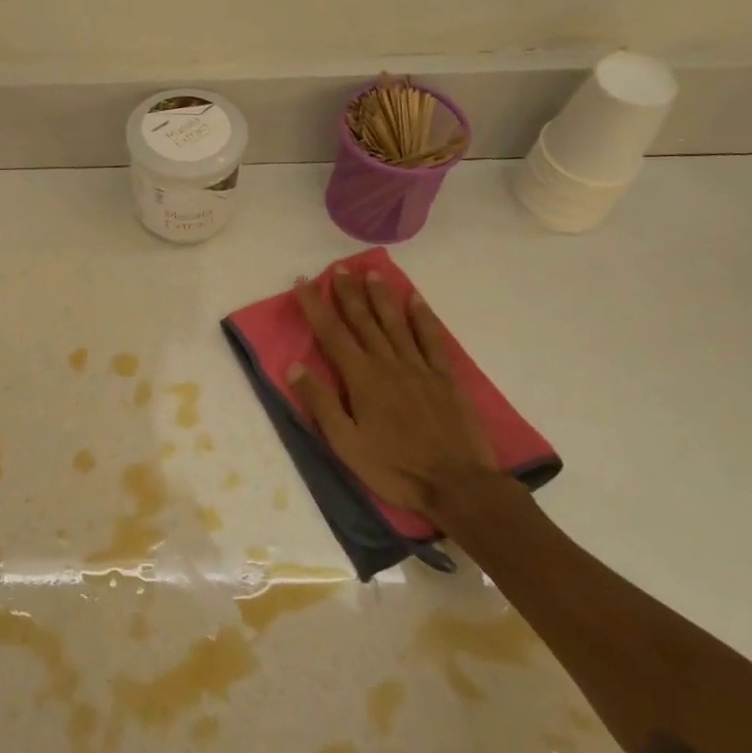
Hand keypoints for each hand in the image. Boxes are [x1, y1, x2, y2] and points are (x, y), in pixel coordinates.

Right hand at [290, 267, 502, 527]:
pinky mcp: (445, 378)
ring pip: (396, 323)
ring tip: (371, 273)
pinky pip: (432, 340)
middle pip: (364, 321)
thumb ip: (321, 403)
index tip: (303, 282)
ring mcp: (420, 368)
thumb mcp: (346, 444)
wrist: (457, 485)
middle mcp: (389, 364)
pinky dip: (423, 318)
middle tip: (339, 267)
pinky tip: (416, 300)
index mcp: (361, 379)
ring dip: (381, 297)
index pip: (332, 333)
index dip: (315, 306)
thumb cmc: (394, 468)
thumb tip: (294, 366)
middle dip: (348, 293)